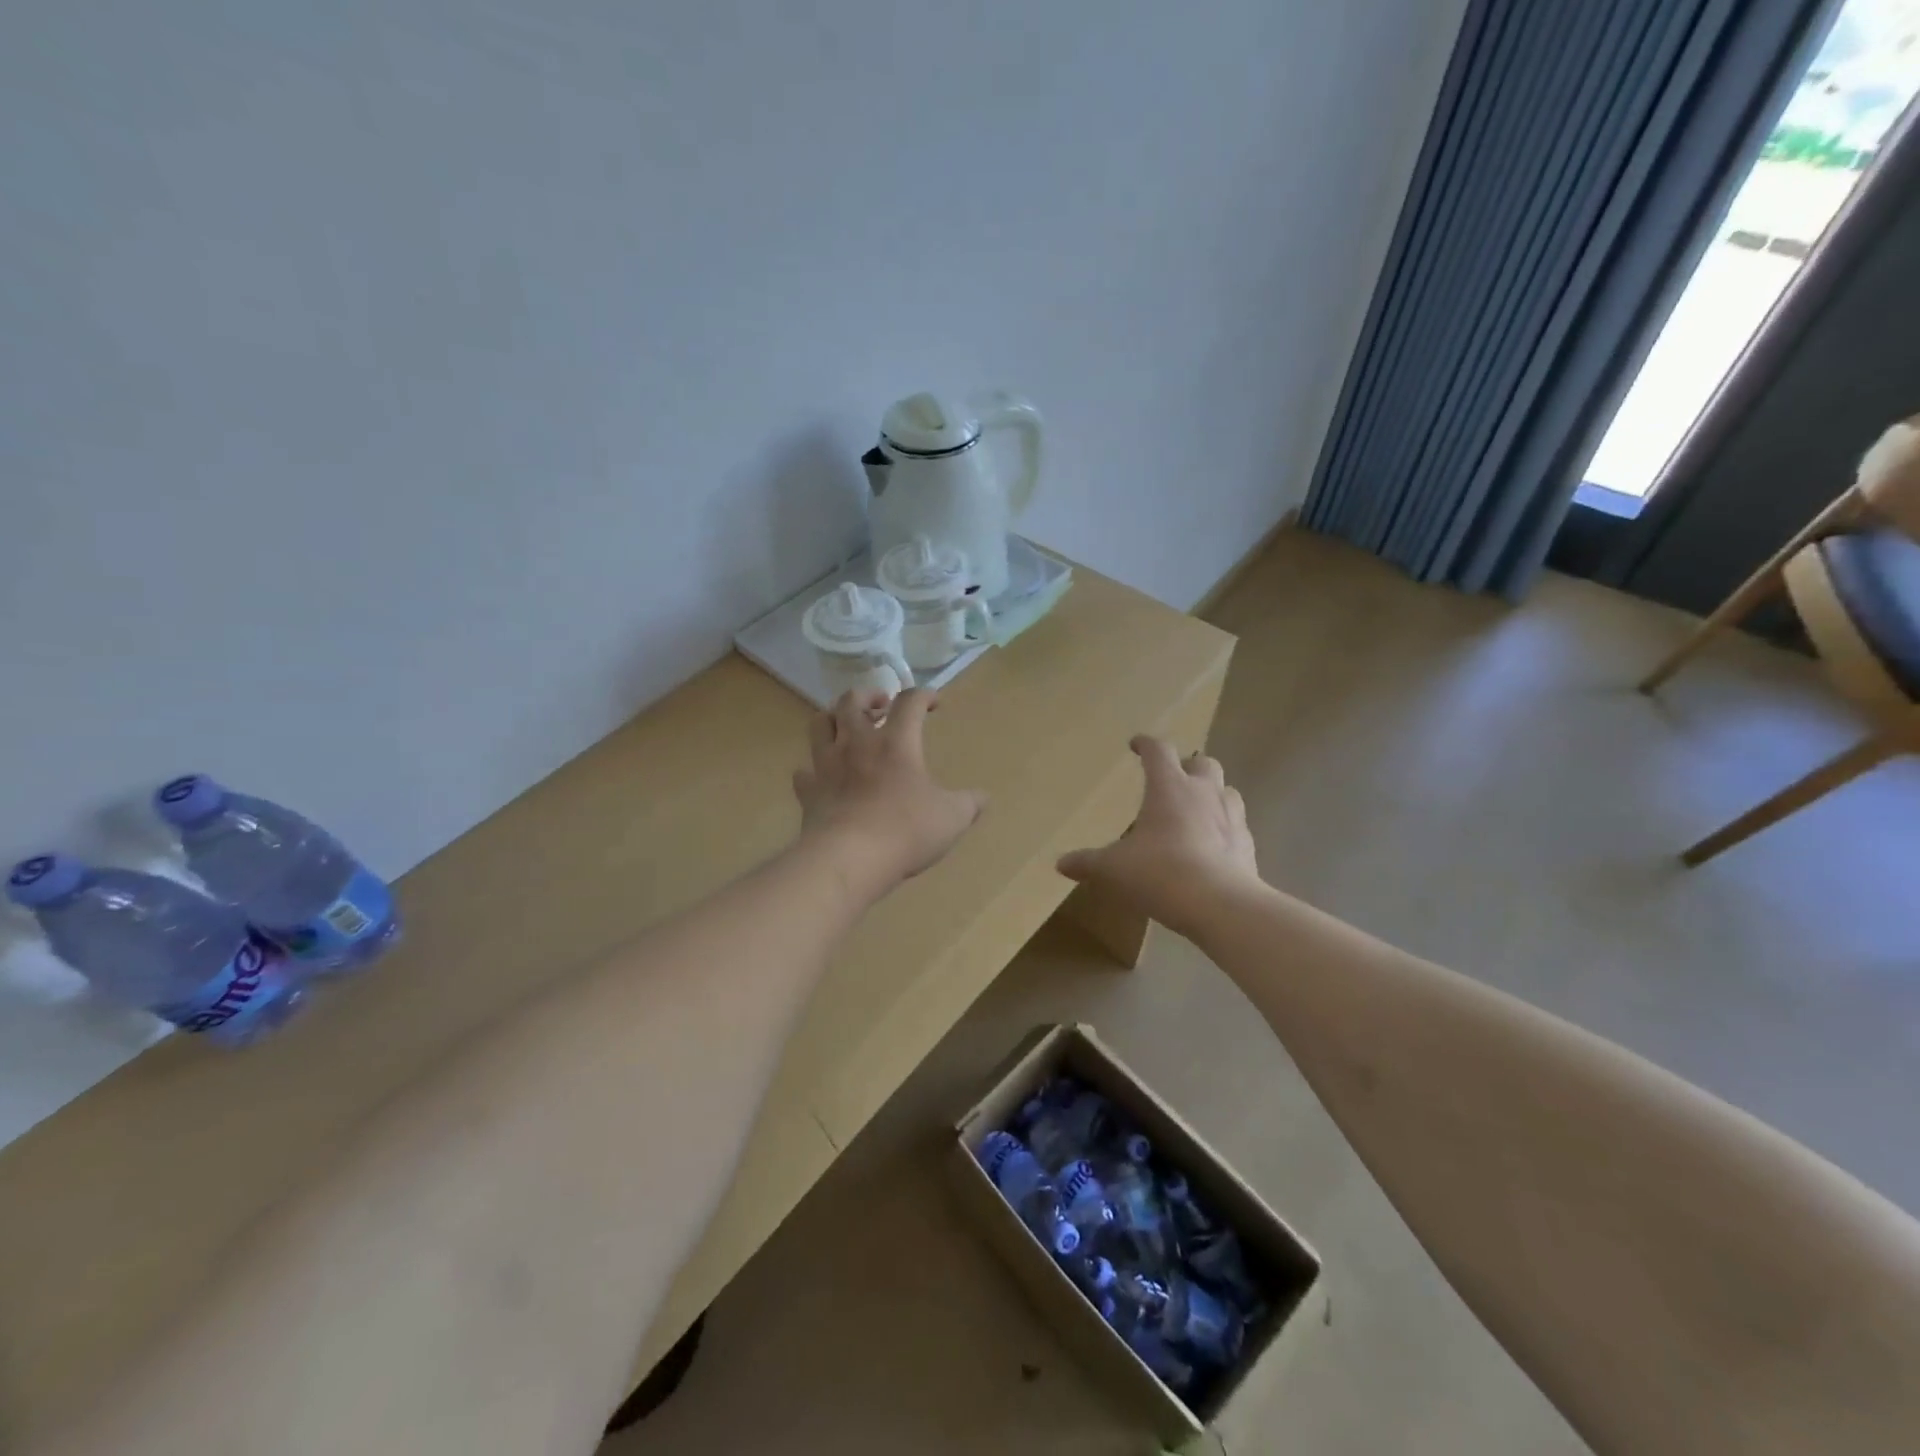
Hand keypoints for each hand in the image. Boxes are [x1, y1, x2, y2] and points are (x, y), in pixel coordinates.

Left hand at [793, 688, 986, 898]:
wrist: (849, 859)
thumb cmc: (905, 832)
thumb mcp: (952, 819)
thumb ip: (969, 804)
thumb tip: (983, 798)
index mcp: (896, 743)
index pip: (909, 702)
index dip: (923, 695)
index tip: (934, 702)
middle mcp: (857, 744)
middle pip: (852, 700)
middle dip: (868, 695)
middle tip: (881, 705)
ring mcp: (827, 766)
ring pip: (820, 724)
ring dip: (833, 718)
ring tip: (846, 727)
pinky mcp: (809, 792)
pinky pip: (804, 772)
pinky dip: (813, 769)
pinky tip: (822, 776)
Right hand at [1057, 736, 1259, 936]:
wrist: (1220, 905)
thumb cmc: (1160, 873)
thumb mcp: (1113, 869)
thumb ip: (1088, 863)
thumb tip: (1061, 864)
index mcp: (1169, 787)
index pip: (1158, 750)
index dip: (1146, 744)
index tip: (1136, 745)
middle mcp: (1204, 793)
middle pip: (1203, 762)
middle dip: (1187, 766)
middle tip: (1172, 779)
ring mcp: (1231, 817)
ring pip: (1227, 790)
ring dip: (1212, 793)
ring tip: (1196, 810)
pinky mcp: (1247, 844)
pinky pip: (1237, 826)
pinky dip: (1224, 828)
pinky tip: (1212, 847)